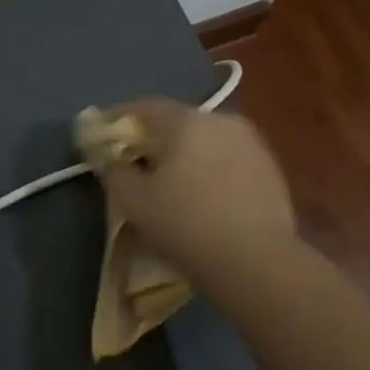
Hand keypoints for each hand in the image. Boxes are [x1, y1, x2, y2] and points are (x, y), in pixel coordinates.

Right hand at [90, 100, 296, 298]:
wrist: (257, 261)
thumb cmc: (185, 224)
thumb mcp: (133, 201)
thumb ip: (113, 170)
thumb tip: (108, 156)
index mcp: (185, 121)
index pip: (141, 108)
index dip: (115, 121)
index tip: (99, 138)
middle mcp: (221, 120)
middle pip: (175, 122)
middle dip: (151, 139)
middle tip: (133, 162)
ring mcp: (251, 142)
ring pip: (204, 140)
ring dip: (183, 154)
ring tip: (169, 181)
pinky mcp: (271, 168)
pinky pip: (227, 159)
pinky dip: (208, 169)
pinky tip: (202, 195)